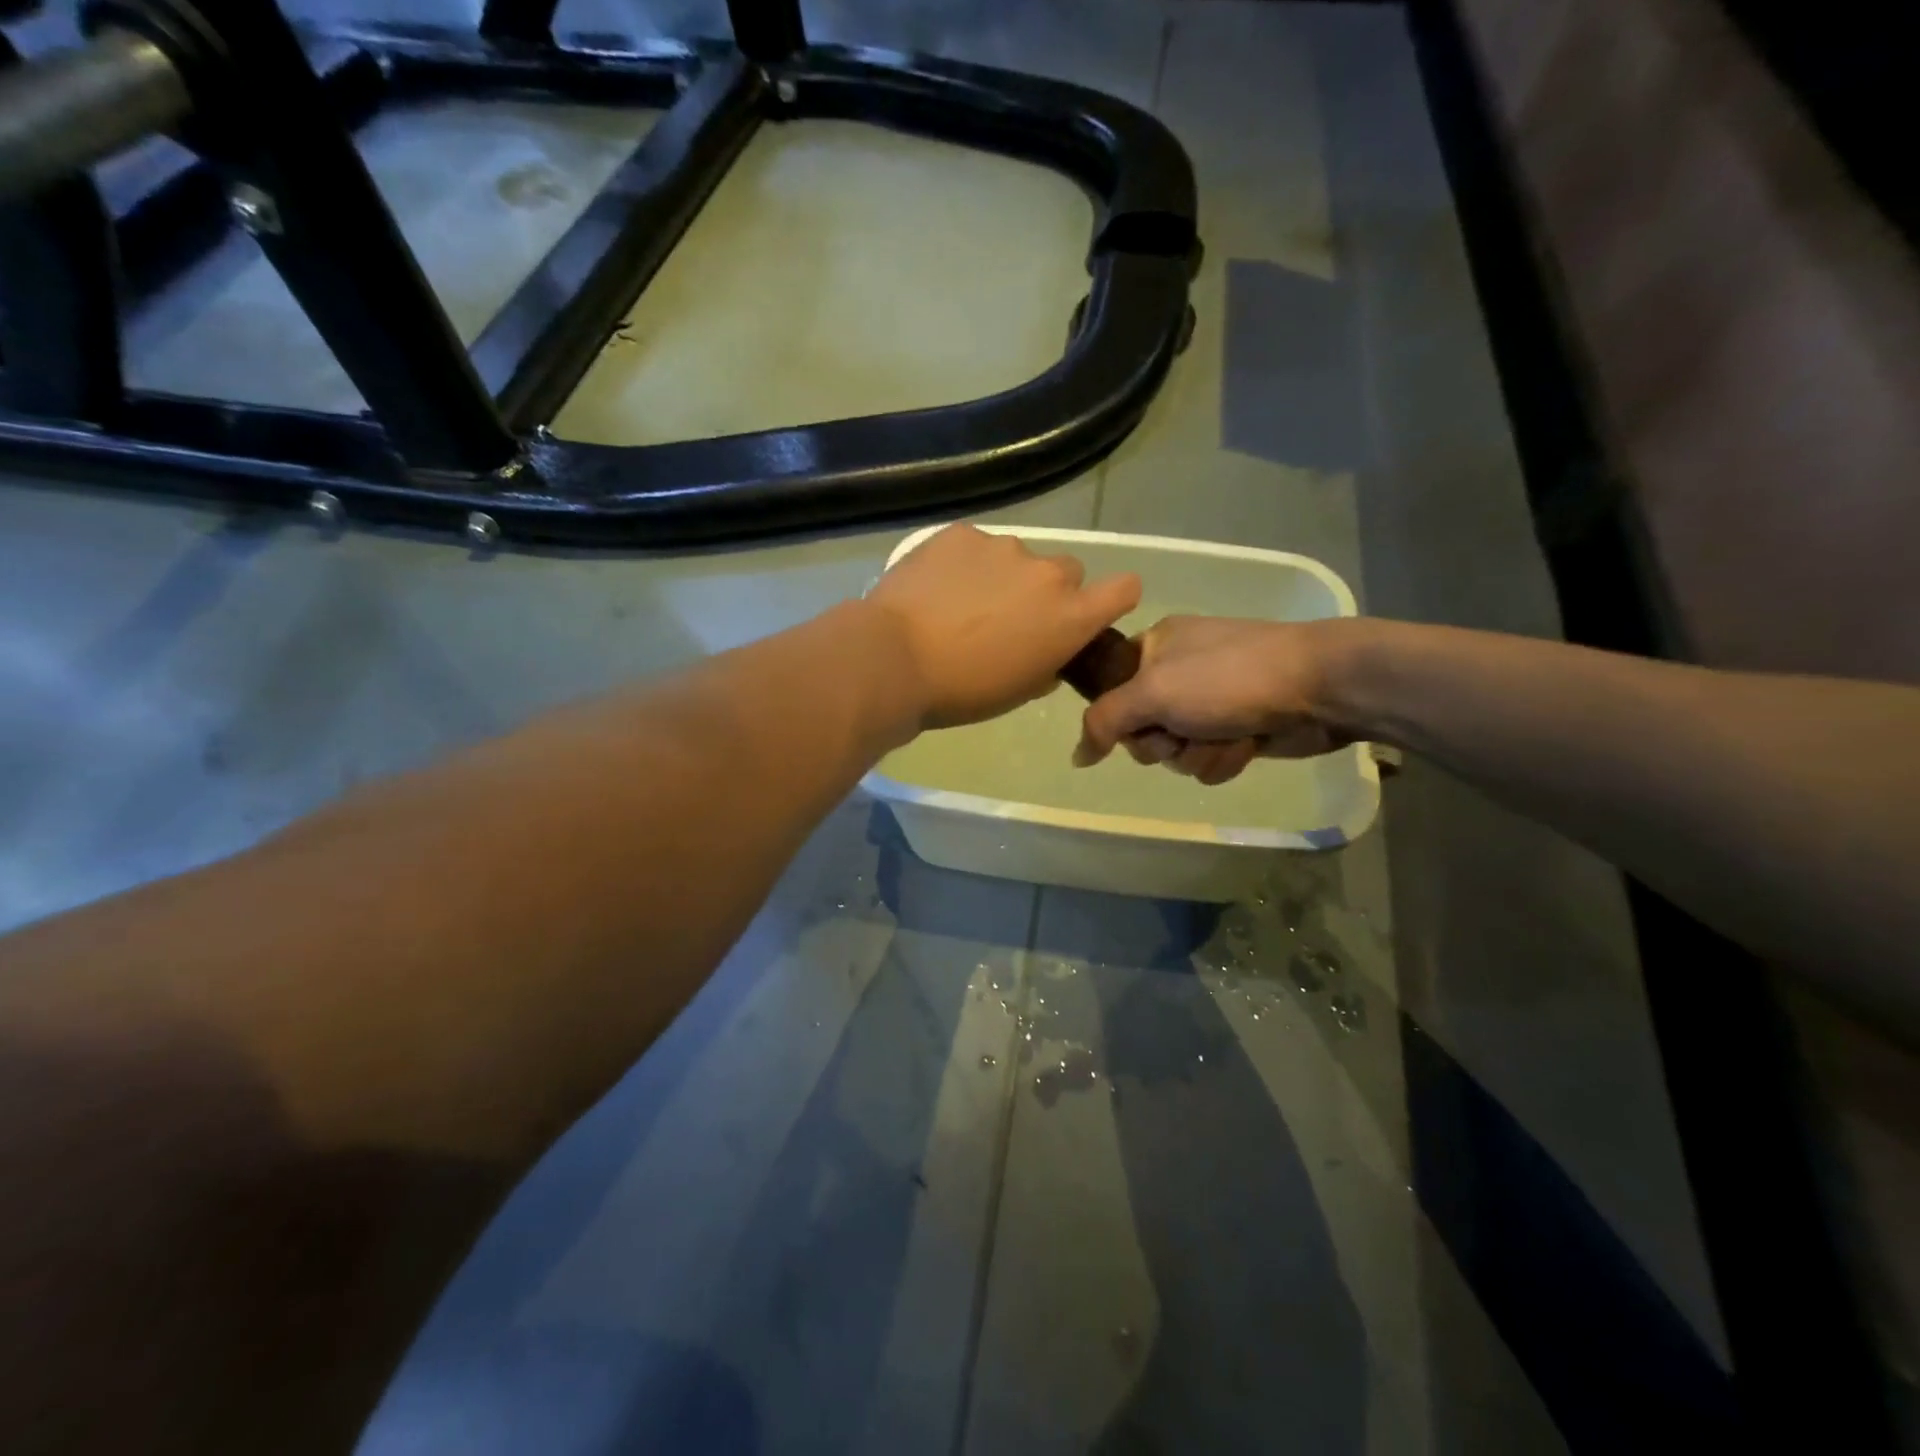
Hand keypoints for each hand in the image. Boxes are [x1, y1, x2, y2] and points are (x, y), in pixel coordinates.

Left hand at [866, 525, 1141, 729]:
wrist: (894, 659)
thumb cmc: (963, 691)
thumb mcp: (1019, 691)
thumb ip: (1047, 664)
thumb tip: (1047, 653)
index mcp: (1071, 616)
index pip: (1125, 588)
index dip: (1112, 598)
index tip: (1090, 611)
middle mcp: (1048, 573)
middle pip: (1067, 571)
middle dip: (1048, 591)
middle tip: (1010, 617)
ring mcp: (1004, 547)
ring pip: (1018, 557)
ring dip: (1002, 576)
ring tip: (960, 603)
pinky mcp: (962, 533)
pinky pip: (975, 546)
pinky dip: (964, 563)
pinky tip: (936, 587)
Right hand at [1074, 616, 1356, 783]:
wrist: (1318, 686)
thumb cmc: (1228, 679)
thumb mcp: (1153, 692)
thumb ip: (1103, 721)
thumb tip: (1076, 756)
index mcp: (1155, 649)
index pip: (1110, 694)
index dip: (1121, 717)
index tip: (1138, 721)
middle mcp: (1178, 675)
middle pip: (1142, 732)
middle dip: (1164, 742)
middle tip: (1183, 731)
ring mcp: (1210, 703)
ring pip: (1176, 752)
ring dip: (1198, 754)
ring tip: (1226, 736)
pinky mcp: (1237, 728)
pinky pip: (1208, 760)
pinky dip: (1224, 758)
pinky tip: (1246, 743)